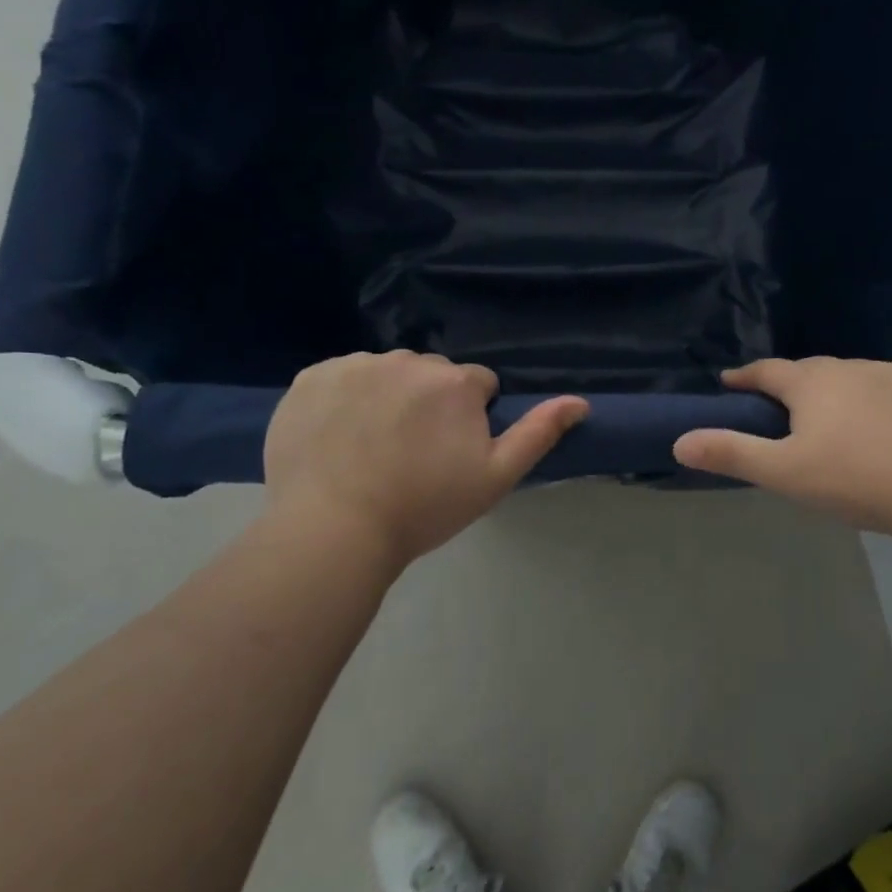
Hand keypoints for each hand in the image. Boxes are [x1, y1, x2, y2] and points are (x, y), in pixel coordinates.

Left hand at [263, 351, 587, 568]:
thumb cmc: (424, 507)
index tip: (450, 454)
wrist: (332, 531)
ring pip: (386, 373)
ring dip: (387, 396)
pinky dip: (344, 398)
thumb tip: (581, 402)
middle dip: (430, 403)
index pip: (478, 385)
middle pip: (431, 375)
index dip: (470, 419)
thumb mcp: (495, 477)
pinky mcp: (311, 378)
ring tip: (371, 447)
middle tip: (412, 454)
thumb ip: (539, 433)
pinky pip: (341, 377)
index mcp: (455, 382)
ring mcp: (355, 366)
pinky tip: (337, 437)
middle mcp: (407, 360)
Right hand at [673, 358, 891, 535]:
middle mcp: (849, 367)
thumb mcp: (784, 473)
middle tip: (781, 407)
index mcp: (812, 383)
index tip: (731, 381)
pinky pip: (888, 384)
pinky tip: (882, 417)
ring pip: (850, 376)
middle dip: (791, 385)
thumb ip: (732, 454)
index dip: (745, 377)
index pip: (767, 371)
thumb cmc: (855, 479)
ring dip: (834, 390)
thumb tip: (679, 442)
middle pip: (809, 371)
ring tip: (832, 416)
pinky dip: (874, 396)